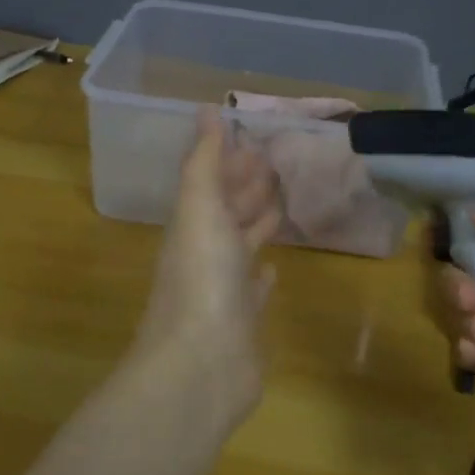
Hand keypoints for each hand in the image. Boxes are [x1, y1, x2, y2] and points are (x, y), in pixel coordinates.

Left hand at [135, 109, 282, 416]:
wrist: (201, 365)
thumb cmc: (202, 279)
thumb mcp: (199, 209)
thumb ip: (204, 162)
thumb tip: (206, 109)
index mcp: (192, 225)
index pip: (211, 183)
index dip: (231, 161)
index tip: (258, 140)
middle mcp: (205, 254)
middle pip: (227, 212)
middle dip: (247, 188)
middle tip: (279, 164)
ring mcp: (224, 291)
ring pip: (243, 247)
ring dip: (258, 225)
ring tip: (283, 204)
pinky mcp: (244, 323)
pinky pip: (254, 291)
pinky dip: (263, 276)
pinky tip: (275, 270)